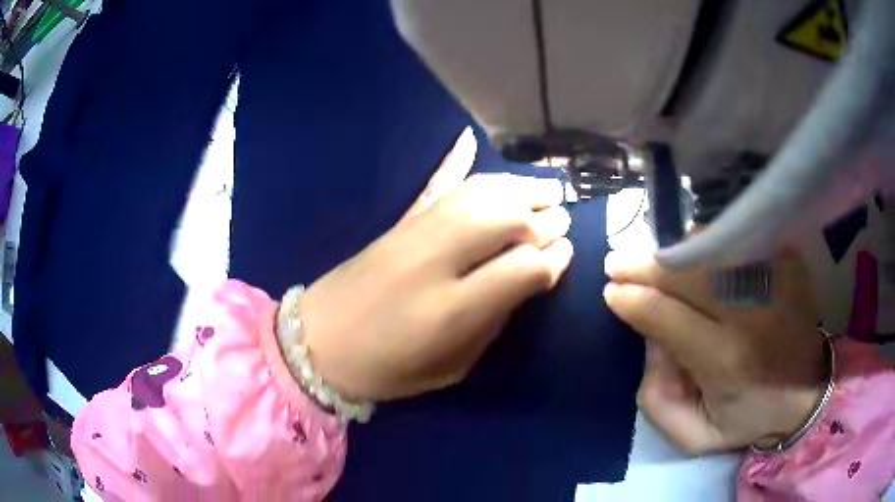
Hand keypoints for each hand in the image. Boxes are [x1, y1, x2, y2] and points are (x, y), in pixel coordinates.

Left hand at [299, 128, 573, 400]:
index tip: (565, 255)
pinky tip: (492, 162)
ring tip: (548, 190)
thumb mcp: (450, 367)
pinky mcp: (401, 222)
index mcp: (450, 309)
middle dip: (543, 216)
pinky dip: (474, 171)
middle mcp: (436, 260)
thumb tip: (525, 280)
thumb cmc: (386, 368)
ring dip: (520, 188)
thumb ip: (491, 322)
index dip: (552, 259)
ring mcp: (415, 233)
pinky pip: (445, 186)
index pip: (523, 267)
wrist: (318, 340)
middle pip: (506, 218)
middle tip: (561, 221)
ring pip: (480, 194)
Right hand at [603, 250, 826, 453]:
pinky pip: (740, 242)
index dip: (633, 300)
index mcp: (726, 361)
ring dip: (675, 251)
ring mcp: (772, 281)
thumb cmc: (749, 418)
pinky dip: (710, 242)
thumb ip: (657, 399)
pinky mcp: (786, 264)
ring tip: (652, 257)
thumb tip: (650, 340)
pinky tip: (693, 250)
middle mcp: (750, 314)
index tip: (611, 292)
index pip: (667, 316)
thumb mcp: (694, 435)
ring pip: (712, 250)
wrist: (806, 392)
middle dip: (645, 265)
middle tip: (617, 262)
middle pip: (688, 274)